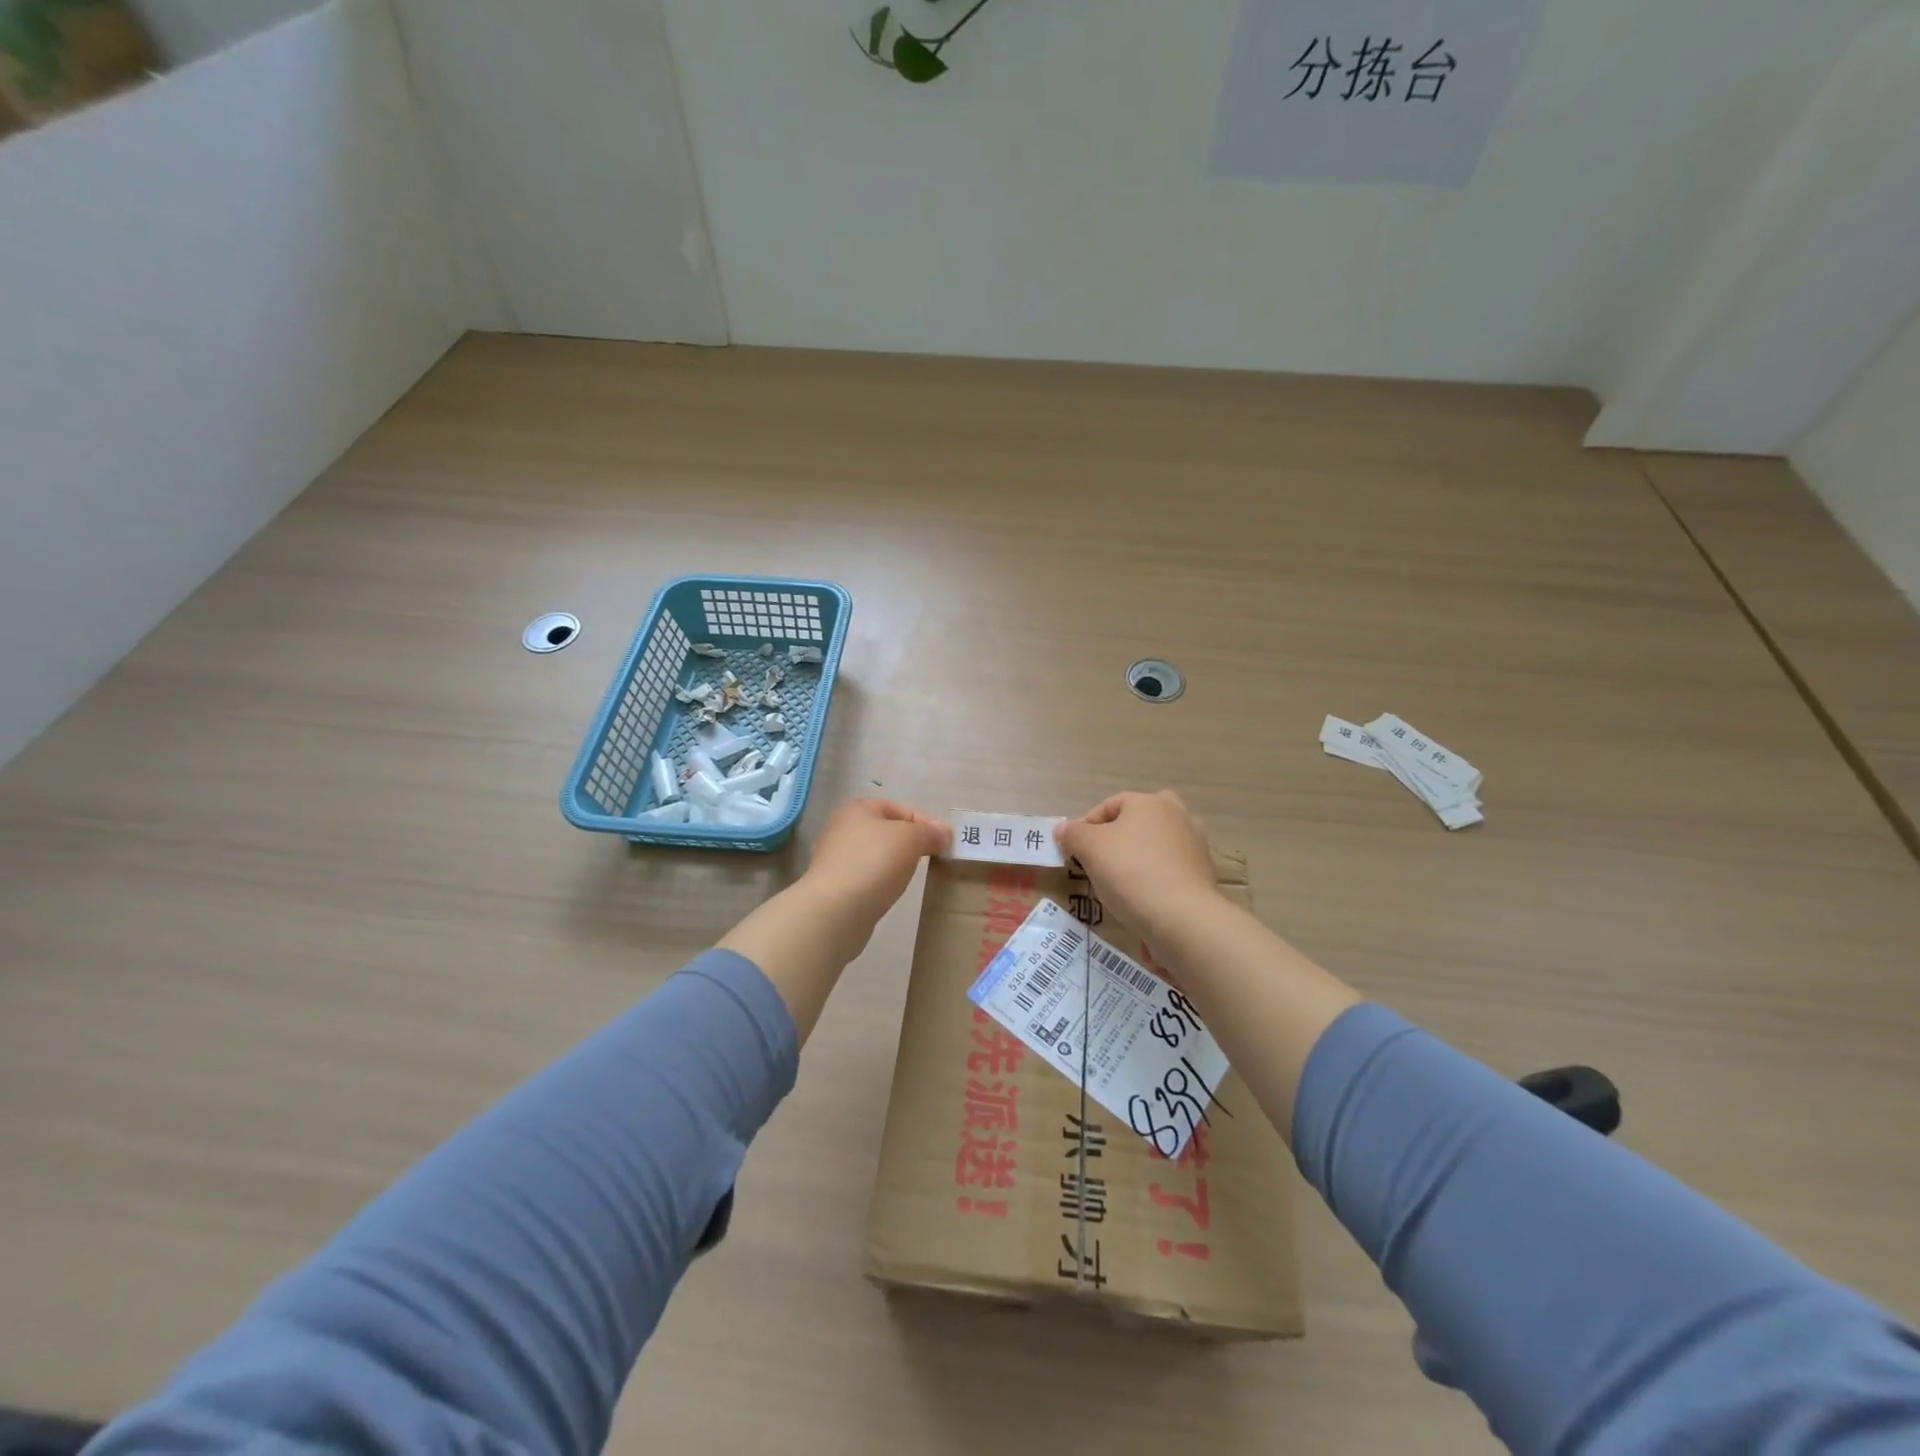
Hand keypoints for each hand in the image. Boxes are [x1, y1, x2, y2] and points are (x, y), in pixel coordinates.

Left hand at [799, 798, 949, 938]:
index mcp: (858, 808)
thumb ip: (929, 832)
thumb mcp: (910, 839)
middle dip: (910, 843)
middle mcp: (842, 827)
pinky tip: (888, 892)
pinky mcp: (833, 885)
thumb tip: (943, 833)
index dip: (926, 824)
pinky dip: (880, 881)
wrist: (834, 911)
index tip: (945, 844)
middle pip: (887, 831)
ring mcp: (834, 858)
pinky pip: (865, 876)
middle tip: (931, 859)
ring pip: (875, 855)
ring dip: (894, 863)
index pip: (901, 809)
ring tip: (911, 877)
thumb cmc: (874, 863)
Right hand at [1056, 791, 1221, 942]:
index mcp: (1149, 802)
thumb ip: (1073, 834)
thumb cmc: (1130, 872)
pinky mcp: (1204, 873)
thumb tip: (1063, 828)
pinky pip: (1171, 867)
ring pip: (1158, 842)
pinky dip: (1156, 875)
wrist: (1181, 918)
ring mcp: (1195, 844)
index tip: (1072, 849)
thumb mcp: (1090, 849)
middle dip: (1120, 833)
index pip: (1110, 805)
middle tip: (1102, 856)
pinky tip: (1143, 895)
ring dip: (1139, 854)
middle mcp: (1177, 816)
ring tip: (1120, 879)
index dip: (1086, 825)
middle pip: (1141, 818)